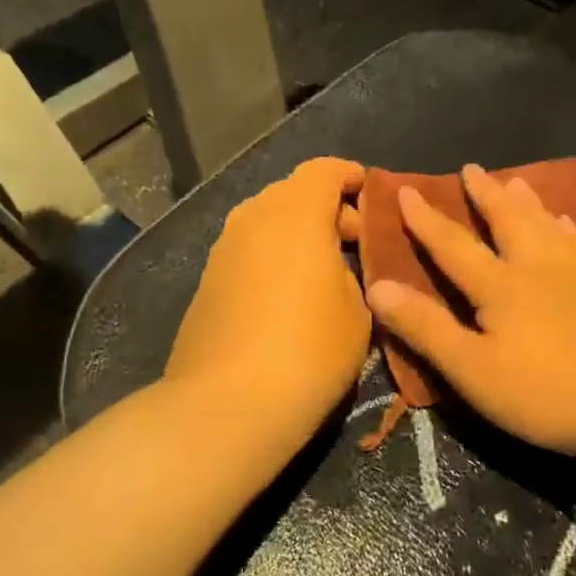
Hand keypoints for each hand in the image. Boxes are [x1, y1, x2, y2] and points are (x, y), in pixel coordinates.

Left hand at [165, 157, 369, 430]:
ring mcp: (224, 248)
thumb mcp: (358, 311)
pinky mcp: (206, 280)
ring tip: (323, 271)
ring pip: (267, 221)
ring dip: (297, 233)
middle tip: (354, 243)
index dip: (349, 176)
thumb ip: (350, 274)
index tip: (369, 195)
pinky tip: (288, 295)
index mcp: (296, 213)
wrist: (227, 405)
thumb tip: (333, 269)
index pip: (323, 170)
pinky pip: (248, 249)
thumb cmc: (310, 350)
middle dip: (326, 208)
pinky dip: (272, 256)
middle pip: (293, 192)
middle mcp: (254, 217)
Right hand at [365, 165, 575, 462]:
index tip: (408, 189)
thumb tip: (377, 287)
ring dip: (526, 202)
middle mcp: (537, 268)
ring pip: (546, 226)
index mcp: (500, 286)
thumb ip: (426, 328)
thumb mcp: (474, 369)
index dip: (427, 219)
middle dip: (485, 195)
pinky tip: (569, 223)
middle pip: (507, 221)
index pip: (454, 245)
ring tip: (517, 180)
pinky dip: (569, 229)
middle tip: (472, 167)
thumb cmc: (550, 391)